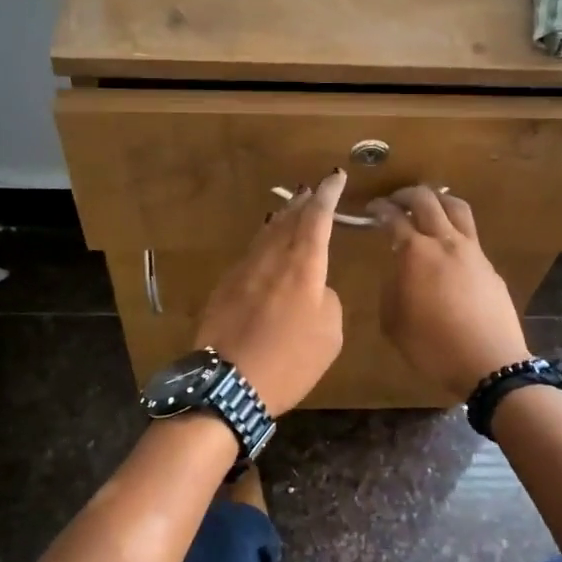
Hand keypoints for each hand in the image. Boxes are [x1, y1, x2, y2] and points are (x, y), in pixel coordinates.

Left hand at [195, 171, 347, 414]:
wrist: (228, 384)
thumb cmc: (289, 362)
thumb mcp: (330, 335)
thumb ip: (327, 300)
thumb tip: (314, 288)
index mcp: (303, 267)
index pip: (317, 218)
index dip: (328, 195)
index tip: (335, 177)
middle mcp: (272, 259)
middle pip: (289, 219)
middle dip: (305, 202)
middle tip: (314, 190)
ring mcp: (244, 270)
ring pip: (267, 234)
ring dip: (283, 219)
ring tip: (293, 210)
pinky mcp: (225, 286)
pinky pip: (251, 254)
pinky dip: (264, 242)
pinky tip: (266, 246)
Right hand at [367, 187, 530, 398]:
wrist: (488, 363)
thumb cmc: (432, 346)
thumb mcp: (393, 322)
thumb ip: (391, 288)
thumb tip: (398, 270)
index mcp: (415, 253)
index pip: (393, 218)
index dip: (379, 209)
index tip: (371, 209)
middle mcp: (444, 242)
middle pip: (426, 200)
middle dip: (406, 195)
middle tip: (394, 201)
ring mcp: (472, 251)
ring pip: (456, 207)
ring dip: (437, 201)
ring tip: (427, 207)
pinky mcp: (489, 266)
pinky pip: (470, 233)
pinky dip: (454, 227)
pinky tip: (448, 245)